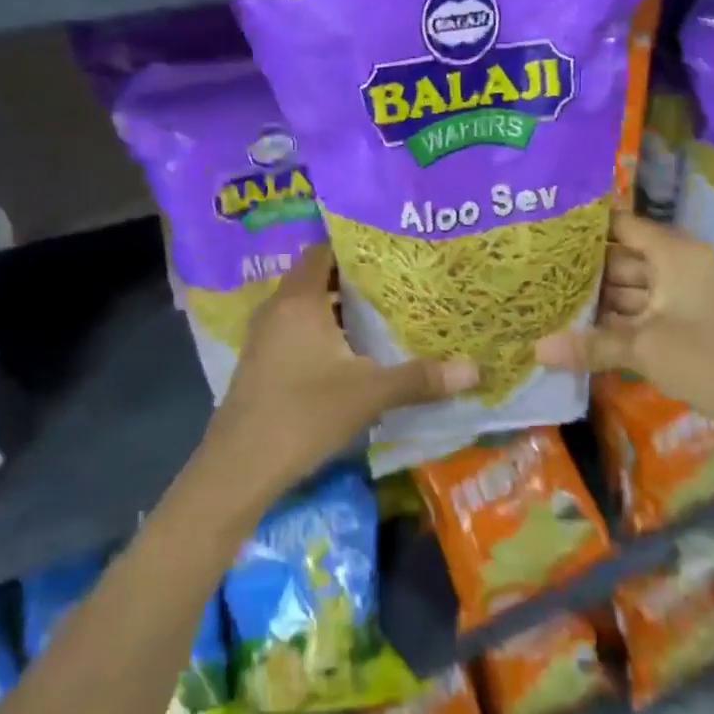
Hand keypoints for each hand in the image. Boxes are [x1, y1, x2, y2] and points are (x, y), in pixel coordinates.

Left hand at [206, 245, 477, 500]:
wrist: (238, 467)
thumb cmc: (303, 413)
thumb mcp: (369, 394)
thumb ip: (420, 378)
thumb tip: (475, 369)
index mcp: (300, 299)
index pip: (324, 250)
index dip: (355, 245)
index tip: (390, 247)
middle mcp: (278, 308)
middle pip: (317, 277)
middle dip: (355, 277)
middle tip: (397, 278)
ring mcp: (265, 336)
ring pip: (307, 306)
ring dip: (339, 307)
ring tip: (382, 310)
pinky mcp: (262, 362)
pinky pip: (297, 329)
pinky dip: (323, 330)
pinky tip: (352, 350)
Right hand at [534, 214, 713, 463]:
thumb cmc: (709, 361)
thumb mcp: (645, 349)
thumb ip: (589, 345)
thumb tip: (535, 350)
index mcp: (676, 253)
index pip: (623, 225)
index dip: (586, 227)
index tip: (546, 230)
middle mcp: (680, 265)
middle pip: (624, 257)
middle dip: (585, 268)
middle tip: (537, 271)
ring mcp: (685, 294)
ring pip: (631, 287)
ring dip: (598, 298)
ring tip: (550, 299)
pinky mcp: (687, 322)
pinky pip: (643, 310)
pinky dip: (617, 318)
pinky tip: (581, 327)